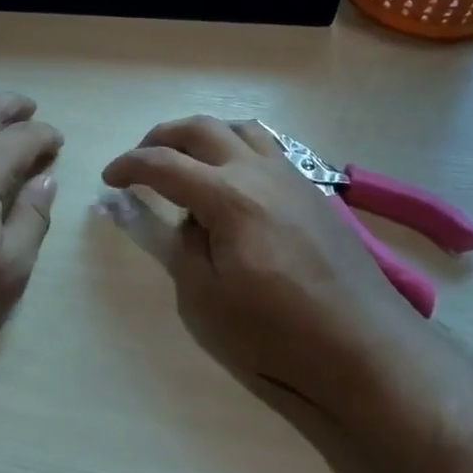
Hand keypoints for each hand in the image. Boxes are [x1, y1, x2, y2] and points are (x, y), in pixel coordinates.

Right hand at [102, 116, 418, 409]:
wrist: (364, 344)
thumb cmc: (278, 330)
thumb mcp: (207, 300)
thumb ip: (182, 248)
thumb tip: (183, 219)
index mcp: (228, 197)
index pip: (164, 165)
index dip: (129, 166)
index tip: (109, 179)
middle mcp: (259, 171)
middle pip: (201, 129)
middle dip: (161, 136)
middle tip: (140, 158)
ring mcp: (292, 175)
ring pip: (240, 128)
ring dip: (203, 133)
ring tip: (186, 157)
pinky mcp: (313, 190)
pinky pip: (269, 145)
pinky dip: (238, 145)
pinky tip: (235, 175)